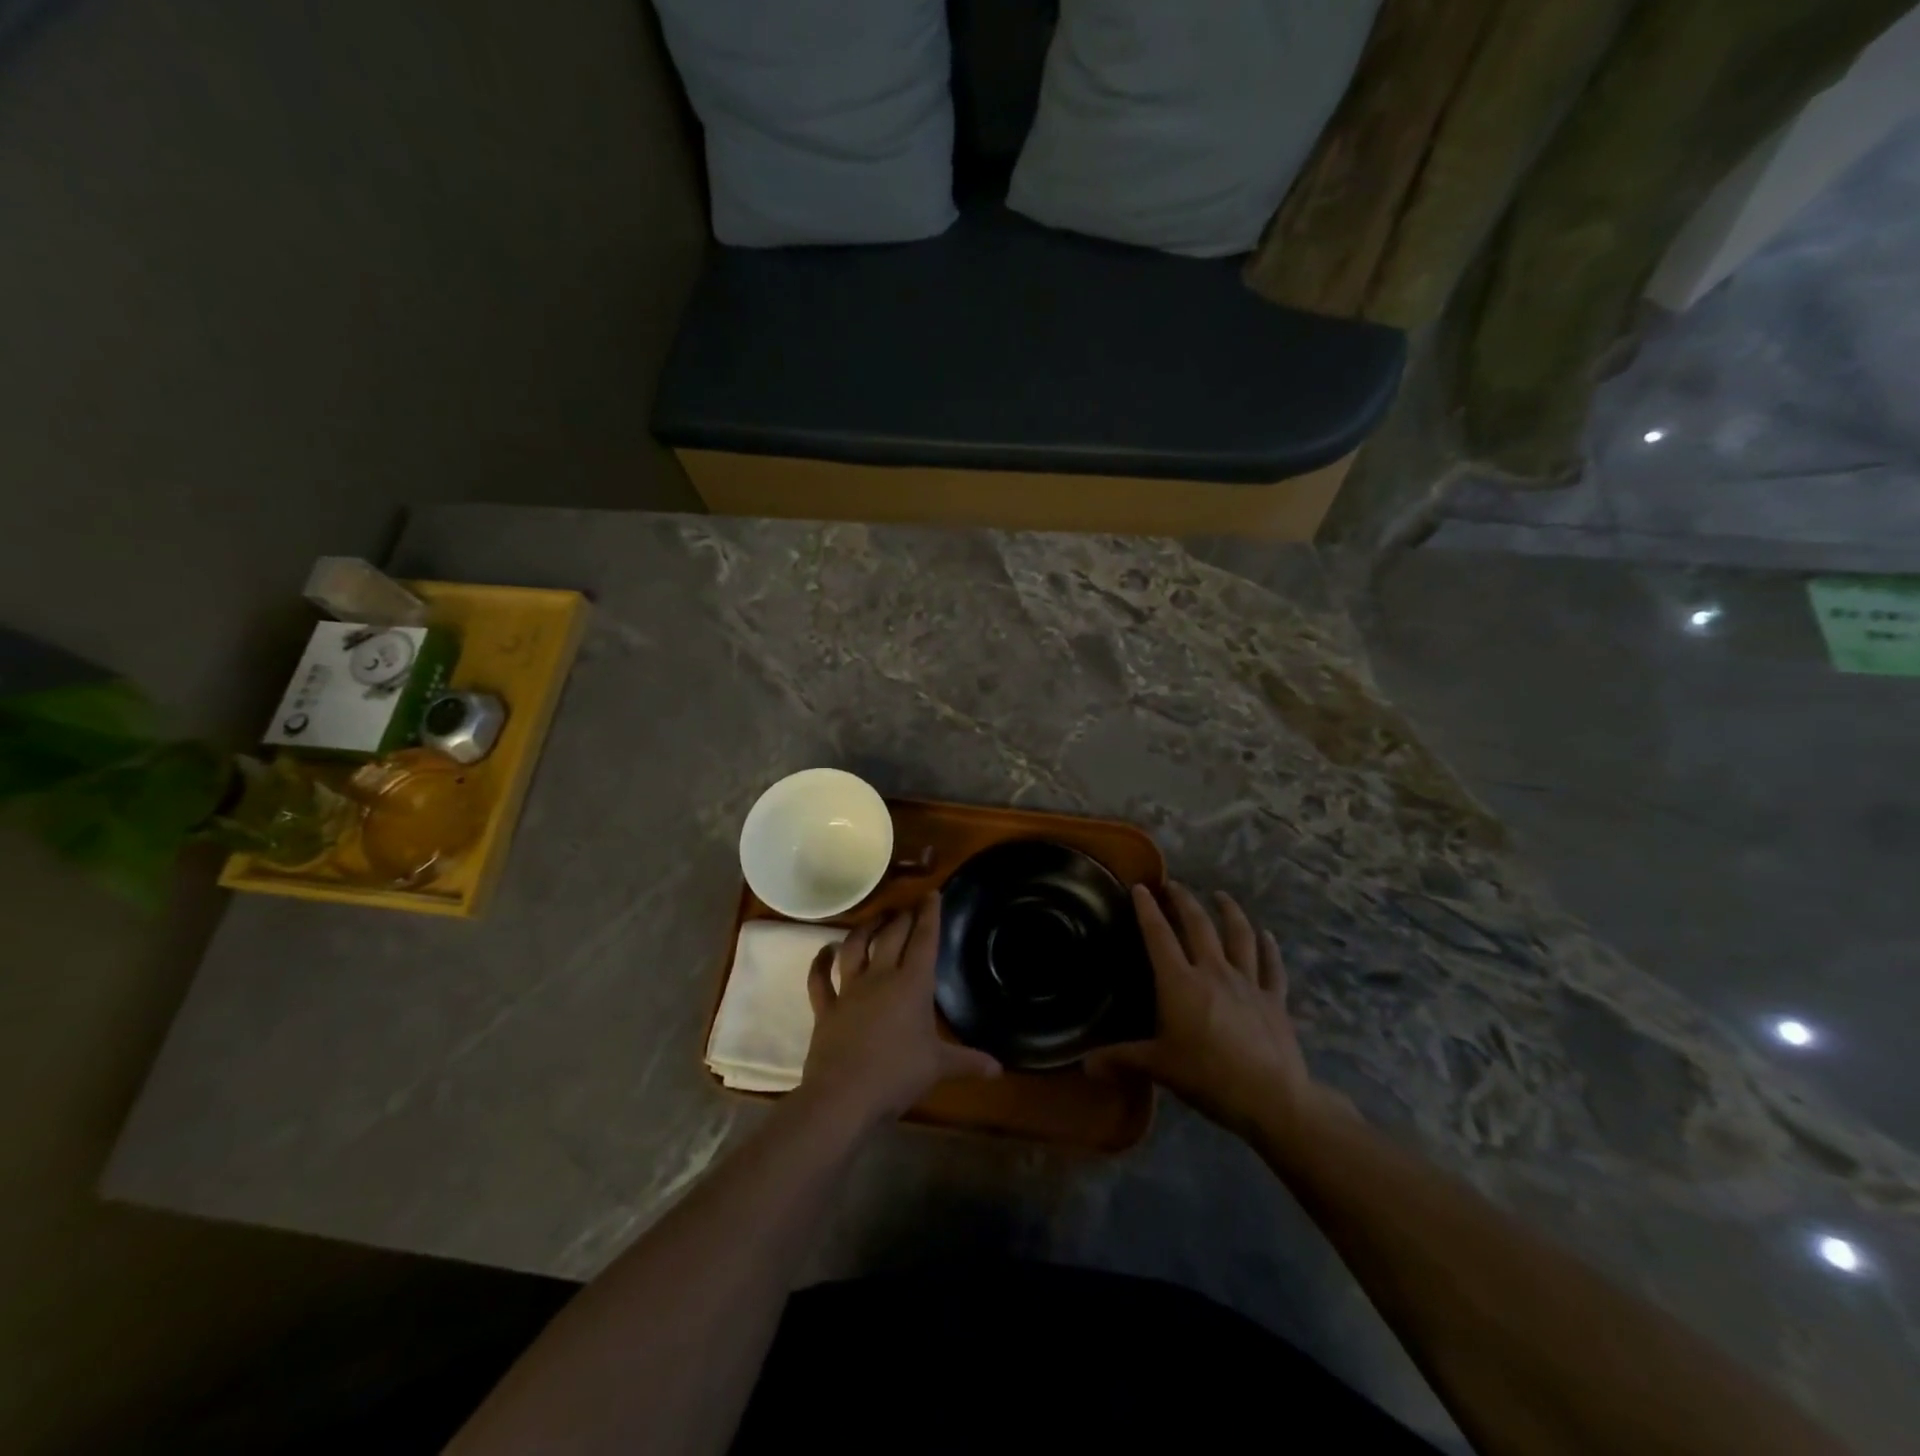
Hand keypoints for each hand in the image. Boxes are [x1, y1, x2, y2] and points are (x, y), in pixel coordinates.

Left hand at [801, 893, 1000, 1126]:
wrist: (844, 1095)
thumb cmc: (897, 1075)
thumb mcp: (938, 1067)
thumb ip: (968, 1062)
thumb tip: (999, 1068)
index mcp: (912, 985)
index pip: (925, 940)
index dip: (930, 915)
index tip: (932, 894)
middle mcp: (880, 977)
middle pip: (892, 936)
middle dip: (902, 917)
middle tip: (908, 908)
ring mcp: (849, 990)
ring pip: (855, 947)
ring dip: (865, 929)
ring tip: (875, 919)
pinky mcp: (825, 1008)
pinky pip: (819, 979)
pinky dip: (820, 963)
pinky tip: (824, 951)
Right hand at [1088, 883, 1346, 1141]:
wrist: (1271, 1097)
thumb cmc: (1207, 1076)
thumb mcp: (1159, 1067)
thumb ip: (1122, 1059)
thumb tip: (1084, 1064)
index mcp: (1180, 982)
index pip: (1159, 935)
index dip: (1148, 909)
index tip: (1141, 887)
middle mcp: (1213, 971)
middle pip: (1199, 925)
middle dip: (1184, 901)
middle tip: (1174, 885)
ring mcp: (1248, 982)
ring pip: (1239, 936)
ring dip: (1230, 912)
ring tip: (1221, 896)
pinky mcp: (1274, 999)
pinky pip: (1272, 967)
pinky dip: (1270, 948)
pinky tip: (1268, 935)